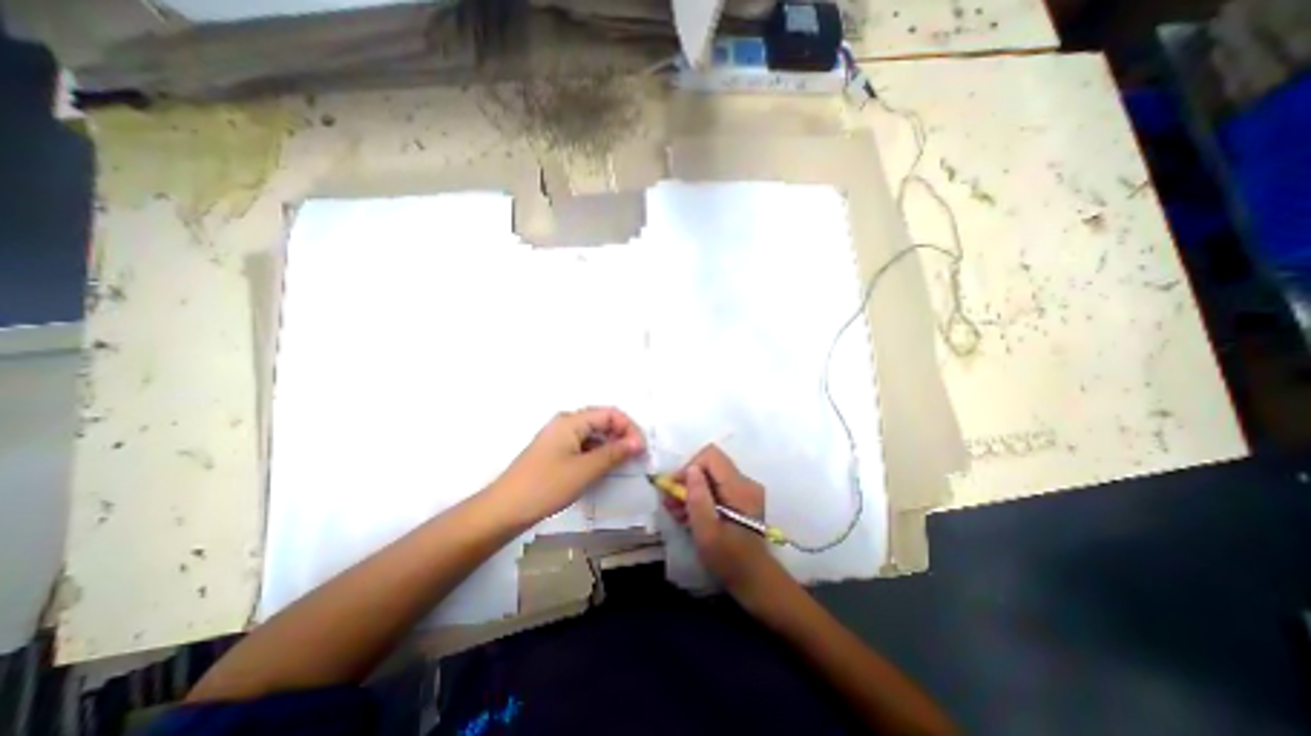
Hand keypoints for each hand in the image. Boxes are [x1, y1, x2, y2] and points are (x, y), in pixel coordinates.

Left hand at [492, 407, 644, 523]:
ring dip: (611, 445)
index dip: (629, 428)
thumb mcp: (585, 470)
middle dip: (622, 435)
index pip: (610, 413)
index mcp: (572, 421)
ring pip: (593, 434)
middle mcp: (566, 423)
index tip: (641, 449)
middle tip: (636, 456)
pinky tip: (604, 467)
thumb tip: (638, 443)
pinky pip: (584, 445)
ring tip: (624, 463)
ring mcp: (559, 437)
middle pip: (602, 421)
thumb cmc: (546, 485)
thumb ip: (614, 453)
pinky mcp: (556, 451)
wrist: (504, 509)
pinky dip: (598, 453)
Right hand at [668, 446, 774, 599]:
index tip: (675, 489)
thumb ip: (698, 498)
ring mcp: (743, 490)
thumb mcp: (707, 532)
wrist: (755, 582)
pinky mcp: (740, 499)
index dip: (689, 467)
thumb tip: (690, 469)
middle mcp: (744, 482)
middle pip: (709, 465)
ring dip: (691, 491)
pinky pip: (715, 488)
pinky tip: (688, 515)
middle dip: (687, 480)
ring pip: (710, 477)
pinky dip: (700, 498)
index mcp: (740, 488)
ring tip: (676, 512)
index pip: (711, 456)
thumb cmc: (730, 560)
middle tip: (670, 502)